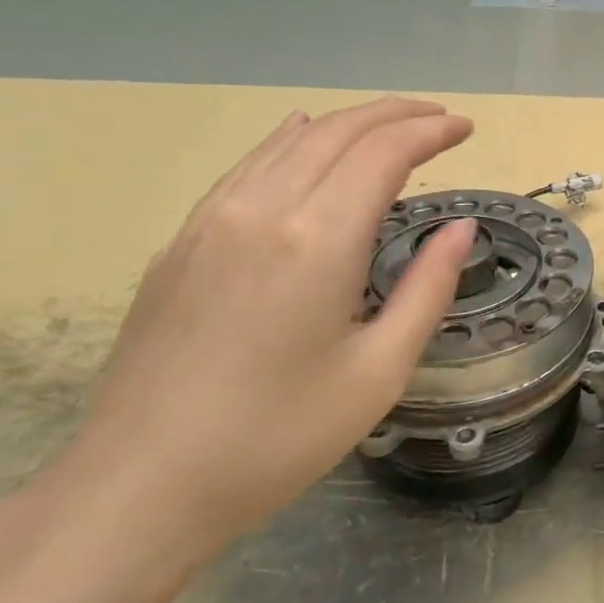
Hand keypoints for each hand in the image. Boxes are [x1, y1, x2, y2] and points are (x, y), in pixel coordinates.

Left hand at [44, 98, 476, 564]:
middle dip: (397, 115)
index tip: (466, 128)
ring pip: (290, 141)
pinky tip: (303, 136)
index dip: (430, 132)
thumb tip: (460, 227)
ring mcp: (212, 221)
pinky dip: (292, 140)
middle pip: (338, 131)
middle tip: (441, 120)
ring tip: (390, 126)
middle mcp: (262, 210)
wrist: (137, 487)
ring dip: (349, 123)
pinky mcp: (181, 241)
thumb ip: (427, 288)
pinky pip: (249, 165)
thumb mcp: (379, 372)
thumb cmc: (277, 437)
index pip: (384, 153)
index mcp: (317, 240)